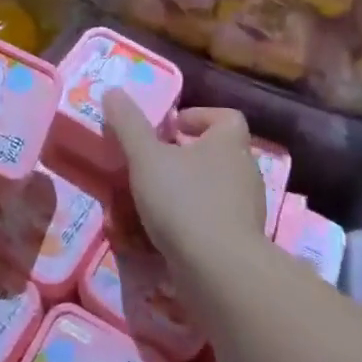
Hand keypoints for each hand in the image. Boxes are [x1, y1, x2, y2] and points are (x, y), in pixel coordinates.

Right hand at [103, 96, 266, 268]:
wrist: (220, 270)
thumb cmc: (184, 201)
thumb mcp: (146, 157)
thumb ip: (128, 124)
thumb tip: (112, 91)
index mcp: (230, 143)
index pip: (227, 117)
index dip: (200, 117)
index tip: (171, 128)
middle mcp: (246, 170)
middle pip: (221, 151)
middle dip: (190, 154)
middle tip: (157, 161)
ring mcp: (249, 208)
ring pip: (220, 186)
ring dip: (193, 187)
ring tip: (159, 197)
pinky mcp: (244, 241)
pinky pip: (219, 219)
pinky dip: (198, 219)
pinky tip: (172, 231)